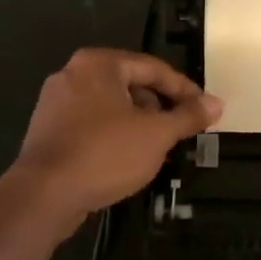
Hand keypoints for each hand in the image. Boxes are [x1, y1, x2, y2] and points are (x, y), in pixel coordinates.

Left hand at [13, 49, 220, 227]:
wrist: (44, 195)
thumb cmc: (105, 153)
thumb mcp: (156, 135)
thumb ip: (188, 116)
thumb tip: (216, 103)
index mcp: (98, 64)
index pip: (153, 68)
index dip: (184, 90)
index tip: (204, 110)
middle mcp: (73, 74)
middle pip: (131, 85)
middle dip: (159, 108)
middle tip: (181, 131)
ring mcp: (55, 102)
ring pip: (111, 107)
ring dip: (138, 124)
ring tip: (158, 148)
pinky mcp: (47, 130)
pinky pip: (91, 124)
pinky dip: (113, 135)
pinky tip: (127, 159)